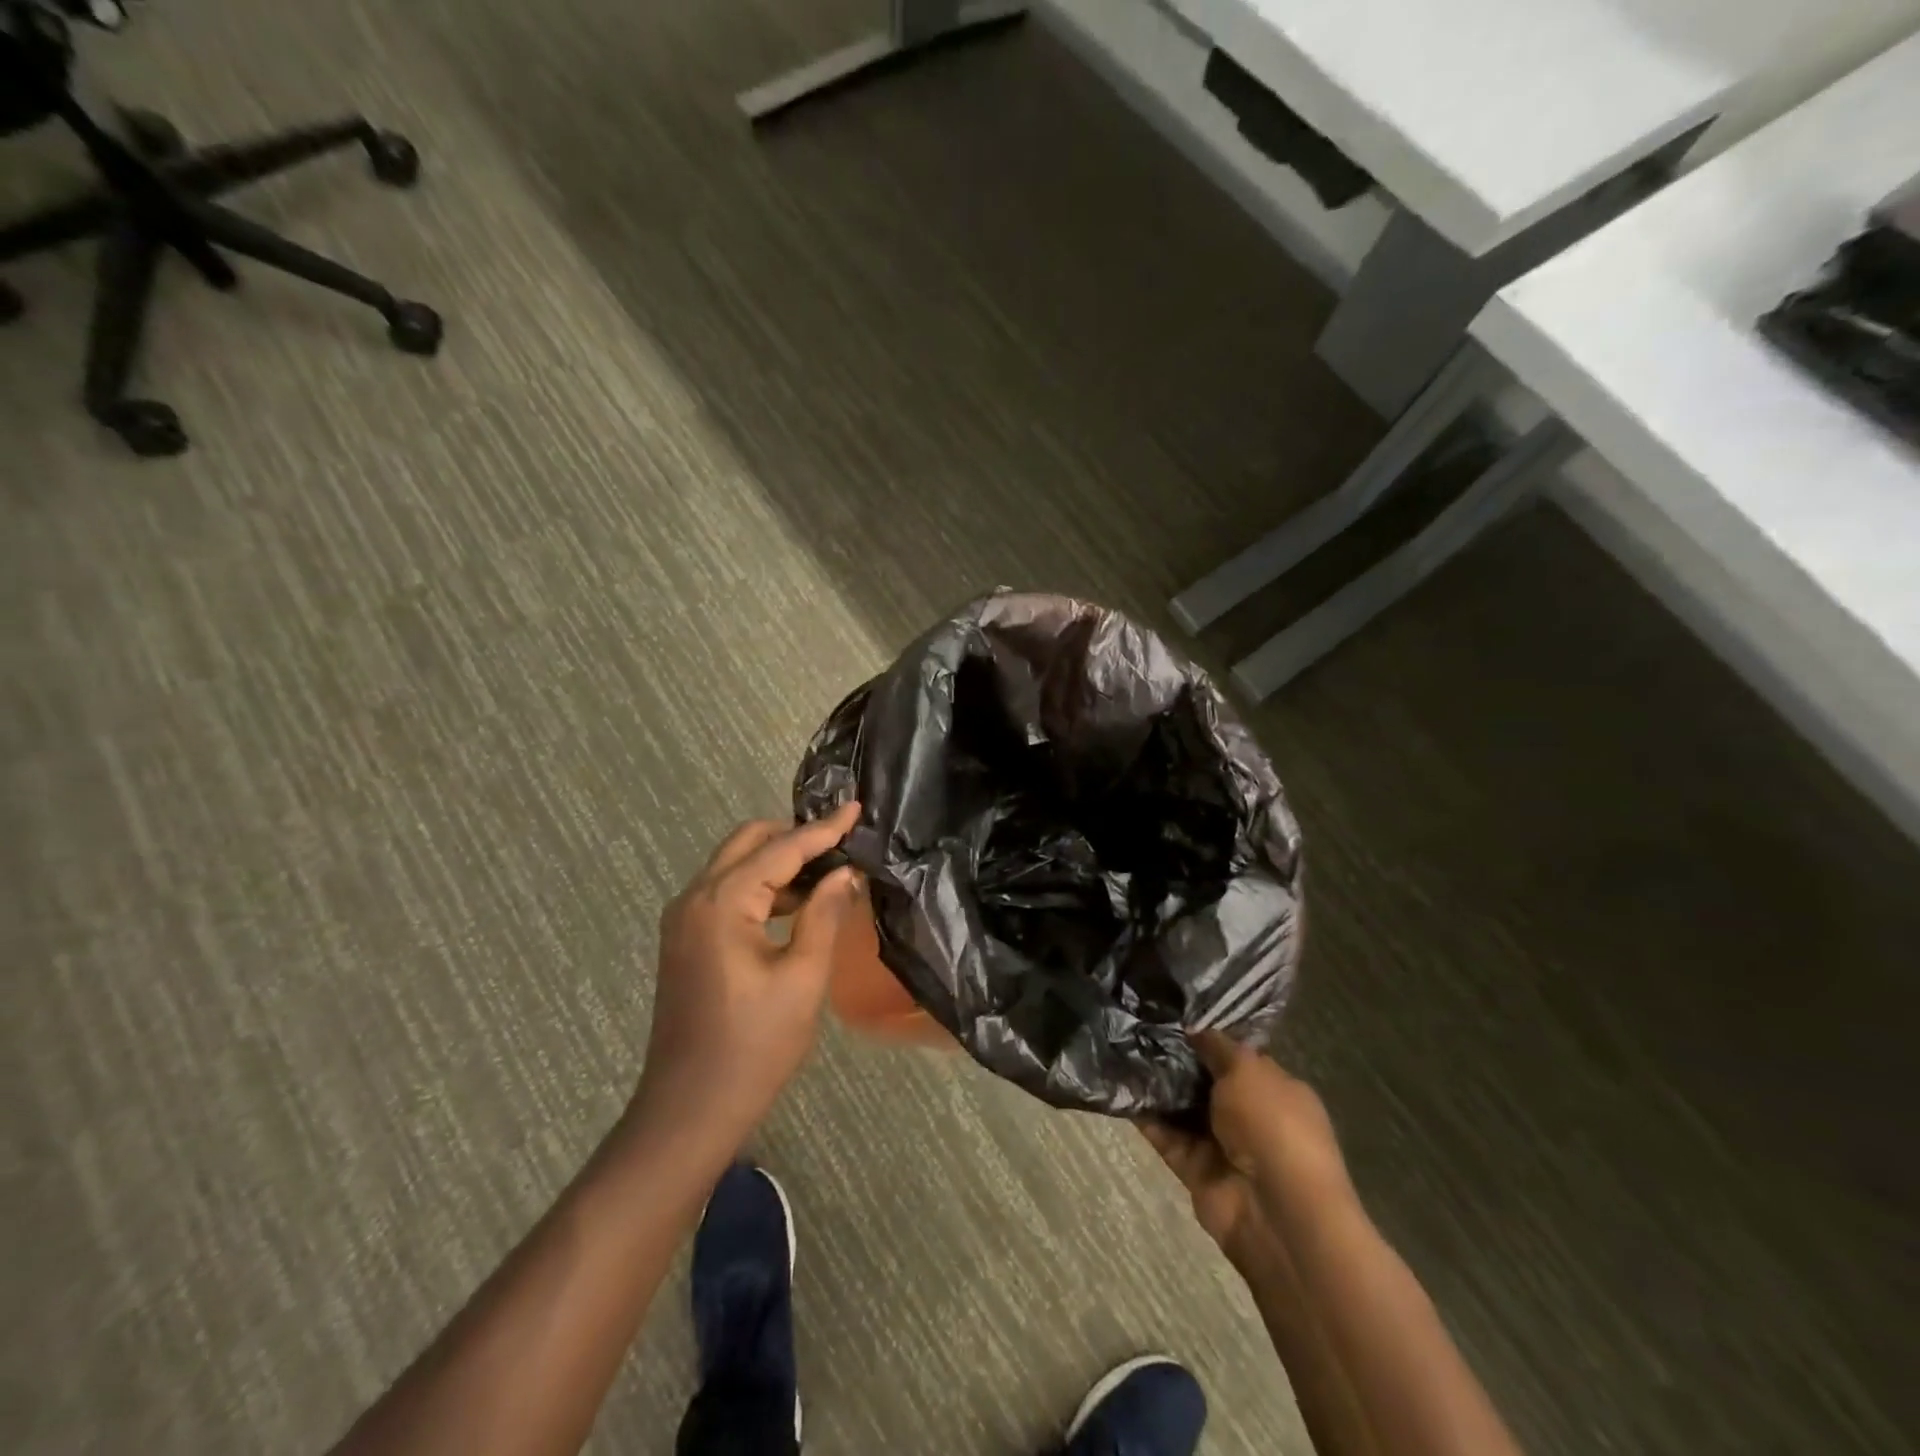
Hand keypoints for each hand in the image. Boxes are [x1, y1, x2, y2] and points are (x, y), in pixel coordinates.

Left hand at [632, 802, 862, 1150]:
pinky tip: (797, 905)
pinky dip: (762, 888)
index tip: (857, 808)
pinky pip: (727, 893)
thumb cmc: (753, 1046)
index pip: (781, 849)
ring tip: (829, 872)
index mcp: (721, 902)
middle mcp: (694, 898)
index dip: (823, 829)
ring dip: (779, 863)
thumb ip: (825, 915)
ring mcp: (684, 920)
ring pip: (735, 866)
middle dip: (795, 836)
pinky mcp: (686, 941)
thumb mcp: (803, 978)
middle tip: (842, 841)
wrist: (688, 1111)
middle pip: (748, 843)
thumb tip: (846, 873)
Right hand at [1142, 1031, 1344, 1268]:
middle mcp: (1249, 1115)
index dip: (1207, 1037)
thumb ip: (1217, 1046)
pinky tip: (1119, 1088)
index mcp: (1275, 1089)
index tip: (1171, 1015)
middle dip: (1175, 1058)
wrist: (1276, 1212)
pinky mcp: (1195, 1170)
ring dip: (1156, 1086)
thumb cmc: (1273, 1125)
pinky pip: (1165, 1136)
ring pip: (1182, 1108)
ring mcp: (1222, 1145)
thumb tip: (1194, 1027)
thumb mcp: (1248, 1070)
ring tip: (1121, 1050)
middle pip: (1205, 1081)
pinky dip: (1145, 1117)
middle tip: (1137, 1028)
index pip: (1236, 1057)